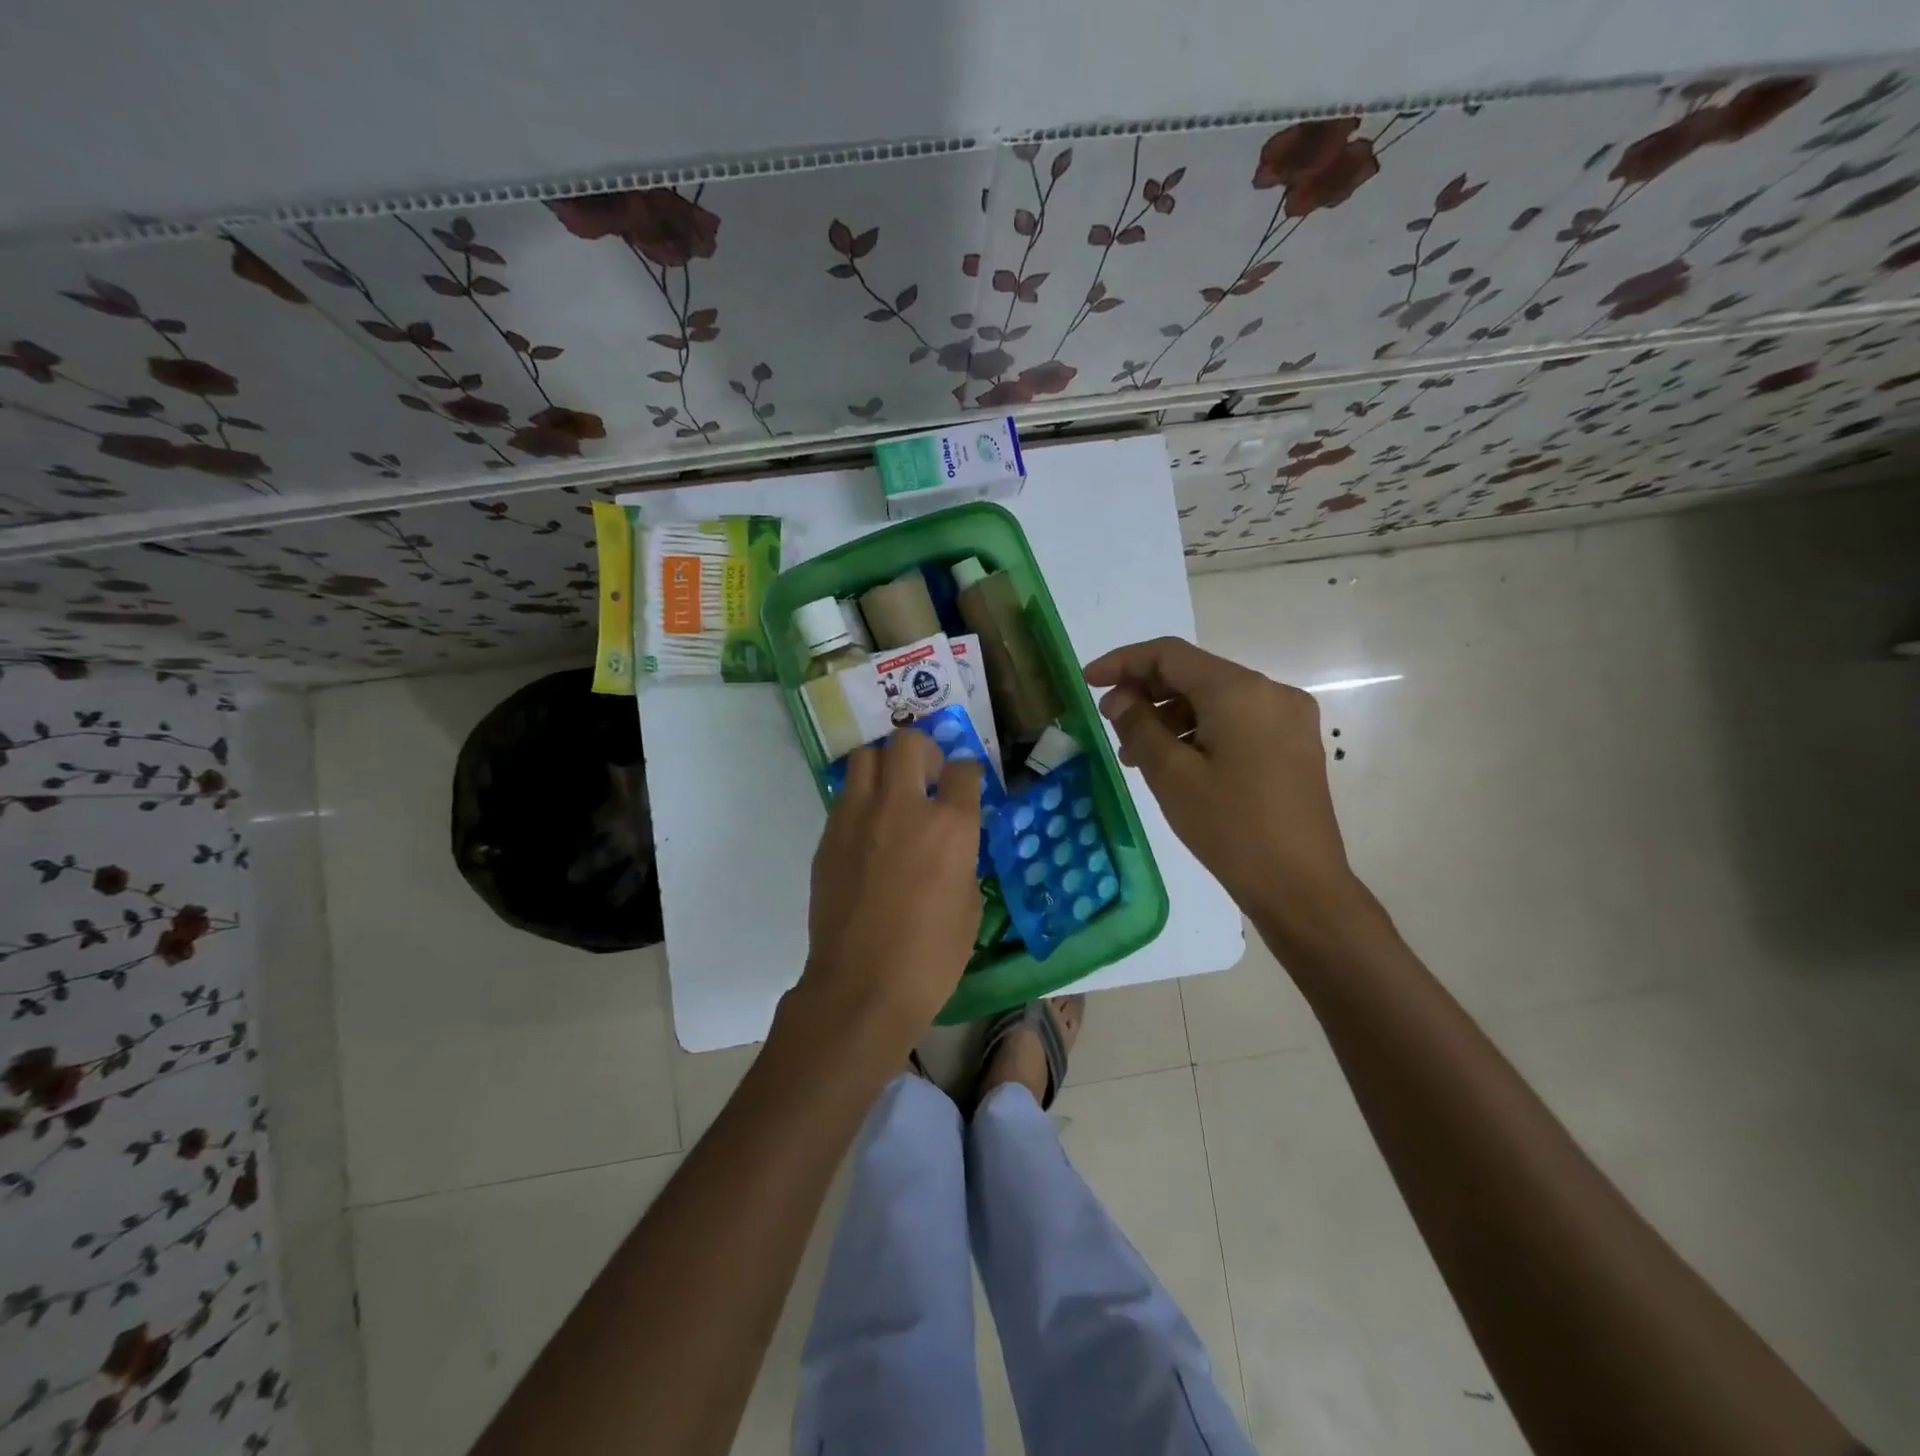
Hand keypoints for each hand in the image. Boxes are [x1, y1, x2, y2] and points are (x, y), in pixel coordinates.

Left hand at [797, 729, 983, 1056]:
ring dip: (884, 766)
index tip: (965, 786)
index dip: (967, 774)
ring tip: (892, 794)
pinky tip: (869, 831)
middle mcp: (903, 807)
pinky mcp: (828, 835)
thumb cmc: (931, 957)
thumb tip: (952, 842)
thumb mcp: (969, 905)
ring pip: (866, 757)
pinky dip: (861, 799)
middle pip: (908, 742)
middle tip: (926, 777)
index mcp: (950, 826)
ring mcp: (858, 817)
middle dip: (923, 752)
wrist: (861, 986)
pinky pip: (846, 796)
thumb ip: (962, 858)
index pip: (963, 770)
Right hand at [1083, 637, 1363, 941]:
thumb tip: (1120, 699)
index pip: (1170, 655)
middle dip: (1147, 691)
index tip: (1087, 681)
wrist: (1300, 886)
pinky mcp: (1293, 744)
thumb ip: (1139, 725)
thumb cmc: (1230, 827)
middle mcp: (1270, 692)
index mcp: (1240, 691)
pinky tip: (1175, 761)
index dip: (1123, 662)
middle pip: (1195, 674)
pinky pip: (1236, 721)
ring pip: (1215, 700)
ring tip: (1135, 752)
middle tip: (1110, 720)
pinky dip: (1200, 731)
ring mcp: (1288, 718)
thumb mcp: (1171, 775)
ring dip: (1171, 715)